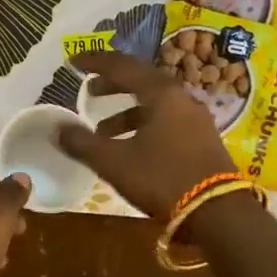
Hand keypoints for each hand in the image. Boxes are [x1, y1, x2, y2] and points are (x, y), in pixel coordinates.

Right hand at [56, 52, 236, 219]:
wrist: (219, 214)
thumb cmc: (163, 179)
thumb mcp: (115, 162)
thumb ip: (83, 143)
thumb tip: (57, 129)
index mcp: (161, 93)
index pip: (122, 66)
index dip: (95, 62)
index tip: (73, 61)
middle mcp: (181, 98)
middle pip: (142, 81)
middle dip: (112, 84)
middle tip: (89, 90)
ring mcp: (196, 118)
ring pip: (155, 103)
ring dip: (126, 111)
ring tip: (102, 130)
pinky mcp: (202, 139)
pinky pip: (166, 119)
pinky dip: (143, 124)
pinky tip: (131, 146)